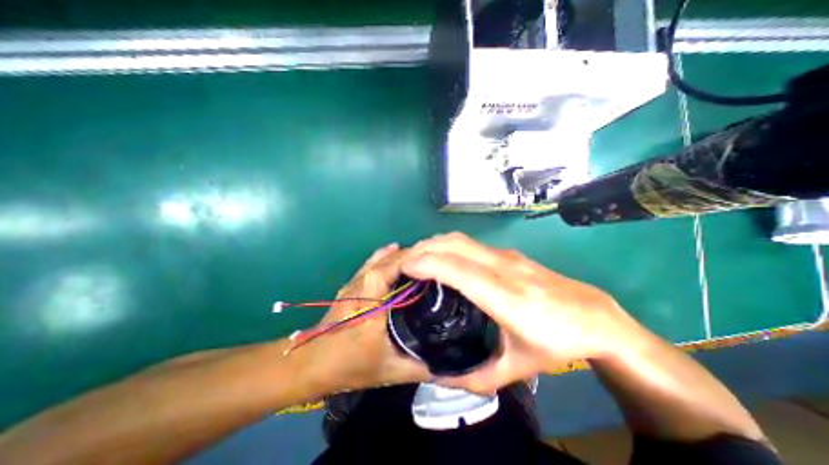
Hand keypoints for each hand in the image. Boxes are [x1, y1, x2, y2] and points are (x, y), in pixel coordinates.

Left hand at [302, 244, 429, 392]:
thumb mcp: (389, 372)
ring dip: (395, 255)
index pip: (384, 274)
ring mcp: (352, 287)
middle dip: (406, 257)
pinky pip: (368, 265)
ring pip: (375, 262)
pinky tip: (392, 251)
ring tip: (417, 254)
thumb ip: (420, 368)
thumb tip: (450, 363)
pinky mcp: (348, 286)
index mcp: (369, 310)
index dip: (404, 262)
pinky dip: (382, 256)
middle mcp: (359, 292)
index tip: (429, 260)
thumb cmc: (349, 367)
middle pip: (382, 264)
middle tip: (431, 258)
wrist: (309, 364)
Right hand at [402, 233, 638, 395]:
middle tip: (404, 263)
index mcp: (505, 297)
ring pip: (461, 239)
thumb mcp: (516, 369)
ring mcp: (507, 256)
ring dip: (435, 244)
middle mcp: (503, 268)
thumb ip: (475, 376)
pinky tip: (443, 259)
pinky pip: (471, 243)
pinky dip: (449, 246)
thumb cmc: (557, 343)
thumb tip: (440, 376)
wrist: (595, 317)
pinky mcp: (509, 253)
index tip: (403, 268)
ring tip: (418, 259)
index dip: (426, 263)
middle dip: (424, 248)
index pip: (457, 269)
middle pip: (454, 244)